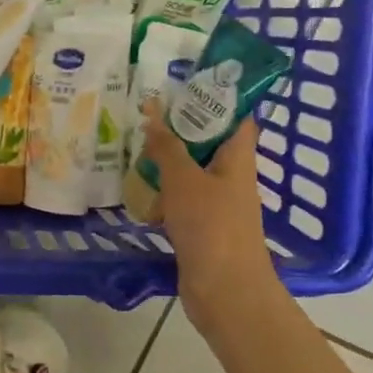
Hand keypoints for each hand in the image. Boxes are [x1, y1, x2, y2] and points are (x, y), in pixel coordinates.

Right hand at [140, 107, 279, 334]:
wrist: (225, 291)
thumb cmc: (211, 227)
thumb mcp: (184, 180)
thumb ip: (168, 147)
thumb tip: (154, 113)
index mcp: (238, 159)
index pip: (236, 117)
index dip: (217, 96)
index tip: (185, 82)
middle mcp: (231, 177)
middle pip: (208, 143)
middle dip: (181, 128)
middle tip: (147, 111)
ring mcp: (217, 204)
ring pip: (191, 172)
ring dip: (167, 161)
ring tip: (135, 145)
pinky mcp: (201, 227)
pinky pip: (181, 200)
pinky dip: (162, 192)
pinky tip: (138, 188)